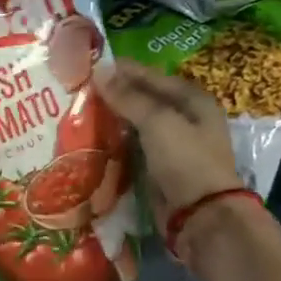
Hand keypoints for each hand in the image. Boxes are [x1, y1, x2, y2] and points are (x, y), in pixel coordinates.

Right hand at [95, 60, 248, 215]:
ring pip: (136, 124)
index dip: (123, 71)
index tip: (90, 65)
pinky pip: (133, 146)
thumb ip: (128, 97)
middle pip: (144, 99)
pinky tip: (93, 137)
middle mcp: (185, 119)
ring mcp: (172, 144)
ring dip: (113, 118)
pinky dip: (115, 141)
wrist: (201, 215)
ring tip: (80, 110)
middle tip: (80, 88)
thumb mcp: (158, 121)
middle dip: (115, 94)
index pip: (152, 76)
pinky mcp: (159, 167)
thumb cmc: (185, 160)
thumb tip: (98, 73)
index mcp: (192, 100)